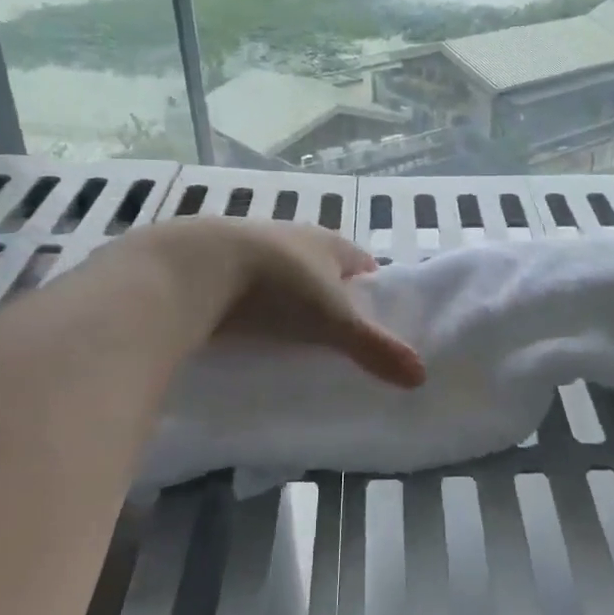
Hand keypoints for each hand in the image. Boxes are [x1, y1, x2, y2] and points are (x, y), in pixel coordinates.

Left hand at [134, 218, 425, 387]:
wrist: (191, 269)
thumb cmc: (277, 287)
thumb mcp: (333, 321)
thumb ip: (375, 348)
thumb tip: (421, 378)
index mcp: (327, 243)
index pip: (363, 263)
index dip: (373, 290)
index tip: (377, 322)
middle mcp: (292, 237)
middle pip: (323, 269)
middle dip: (330, 298)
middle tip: (336, 338)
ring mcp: (250, 247)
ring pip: (282, 276)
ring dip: (288, 300)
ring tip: (292, 339)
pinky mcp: (213, 264)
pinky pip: (244, 286)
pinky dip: (251, 306)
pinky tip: (248, 331)